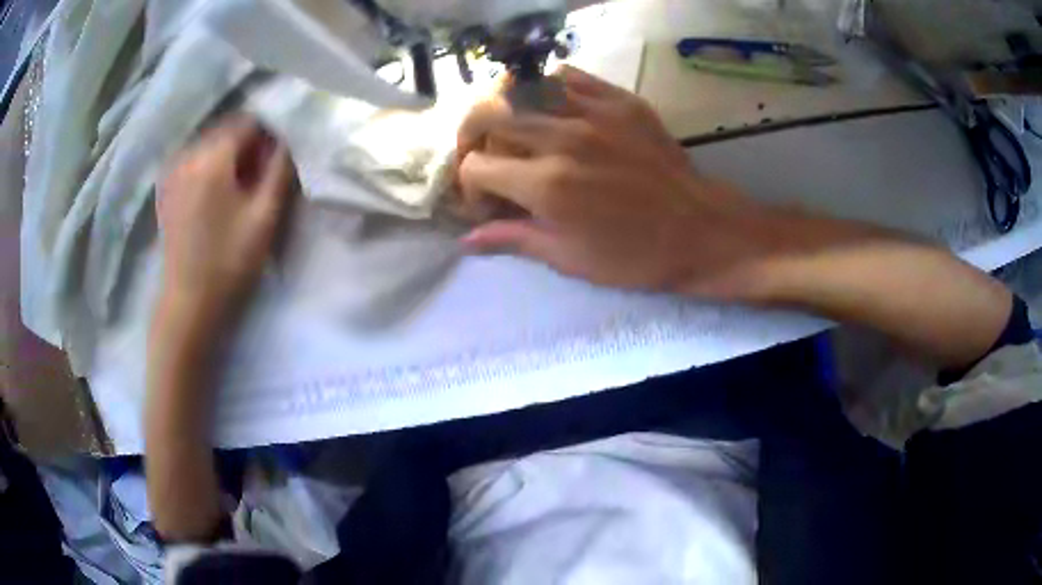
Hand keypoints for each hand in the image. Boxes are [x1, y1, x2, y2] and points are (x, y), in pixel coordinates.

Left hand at [156, 116, 293, 319]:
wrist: (189, 303)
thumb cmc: (229, 262)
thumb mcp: (265, 216)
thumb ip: (280, 170)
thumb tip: (287, 139)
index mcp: (212, 157)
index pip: (248, 122)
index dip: (269, 135)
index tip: (277, 161)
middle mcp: (188, 154)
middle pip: (227, 130)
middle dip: (248, 144)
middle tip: (260, 177)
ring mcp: (173, 170)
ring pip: (211, 144)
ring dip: (229, 156)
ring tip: (238, 188)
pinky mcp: (167, 187)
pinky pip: (195, 160)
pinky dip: (211, 166)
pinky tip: (216, 195)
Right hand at [456, 66, 768, 297]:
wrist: (702, 230)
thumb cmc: (637, 256)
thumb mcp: (570, 258)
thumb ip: (513, 239)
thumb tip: (467, 239)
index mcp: (547, 185)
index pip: (475, 166)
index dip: (471, 188)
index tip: (489, 203)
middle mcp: (562, 138)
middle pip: (487, 115)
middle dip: (472, 139)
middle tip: (487, 158)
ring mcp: (594, 112)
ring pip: (521, 87)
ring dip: (505, 109)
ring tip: (513, 129)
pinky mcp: (620, 100)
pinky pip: (567, 76)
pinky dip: (546, 89)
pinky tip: (551, 110)